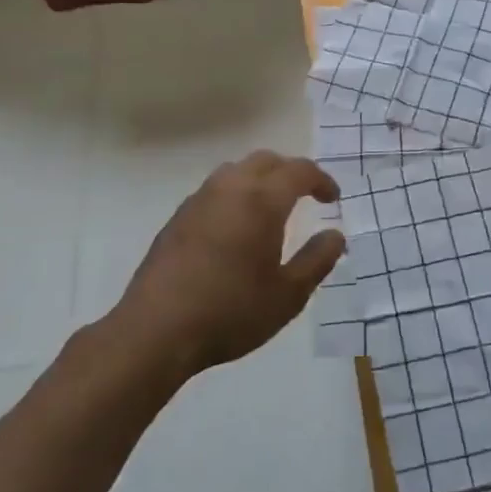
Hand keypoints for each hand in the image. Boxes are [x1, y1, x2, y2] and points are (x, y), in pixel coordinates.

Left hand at [115, 151, 345, 375]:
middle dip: (291, 172)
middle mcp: (230, 189)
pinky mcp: (177, 218)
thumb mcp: (288, 295)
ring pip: (236, 171)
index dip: (321, 180)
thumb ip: (317, 260)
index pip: (299, 171)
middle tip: (306, 196)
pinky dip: (235, 195)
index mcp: (262, 201)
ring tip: (271, 209)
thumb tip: (335, 235)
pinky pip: (215, 190)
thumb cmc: (231, 312)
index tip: (332, 199)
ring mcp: (199, 201)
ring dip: (260, 179)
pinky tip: (236, 228)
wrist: (155, 331)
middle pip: (266, 160)